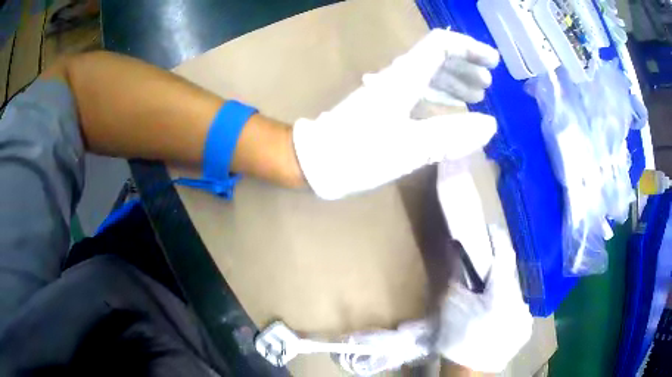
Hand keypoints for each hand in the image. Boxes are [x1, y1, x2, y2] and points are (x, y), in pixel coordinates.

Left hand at [292, 28, 499, 199]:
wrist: (314, 163)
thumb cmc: (357, 154)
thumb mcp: (408, 147)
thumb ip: (450, 135)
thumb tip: (489, 125)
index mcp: (403, 78)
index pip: (440, 46)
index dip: (469, 49)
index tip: (493, 63)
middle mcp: (397, 78)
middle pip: (436, 58)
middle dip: (466, 67)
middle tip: (487, 86)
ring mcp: (389, 92)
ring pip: (428, 75)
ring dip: (454, 81)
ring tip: (476, 97)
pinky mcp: (384, 107)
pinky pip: (418, 92)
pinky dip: (439, 97)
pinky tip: (449, 110)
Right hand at [435, 225, 532, 372]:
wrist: (469, 371)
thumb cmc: (457, 336)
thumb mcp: (451, 303)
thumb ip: (456, 275)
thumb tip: (455, 251)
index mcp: (502, 291)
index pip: (505, 254)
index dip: (498, 239)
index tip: (492, 230)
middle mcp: (520, 300)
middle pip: (510, 276)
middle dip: (498, 273)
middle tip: (484, 277)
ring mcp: (526, 316)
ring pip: (515, 294)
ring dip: (504, 292)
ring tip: (489, 303)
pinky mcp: (526, 329)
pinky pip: (518, 310)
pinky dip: (508, 309)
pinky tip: (496, 319)